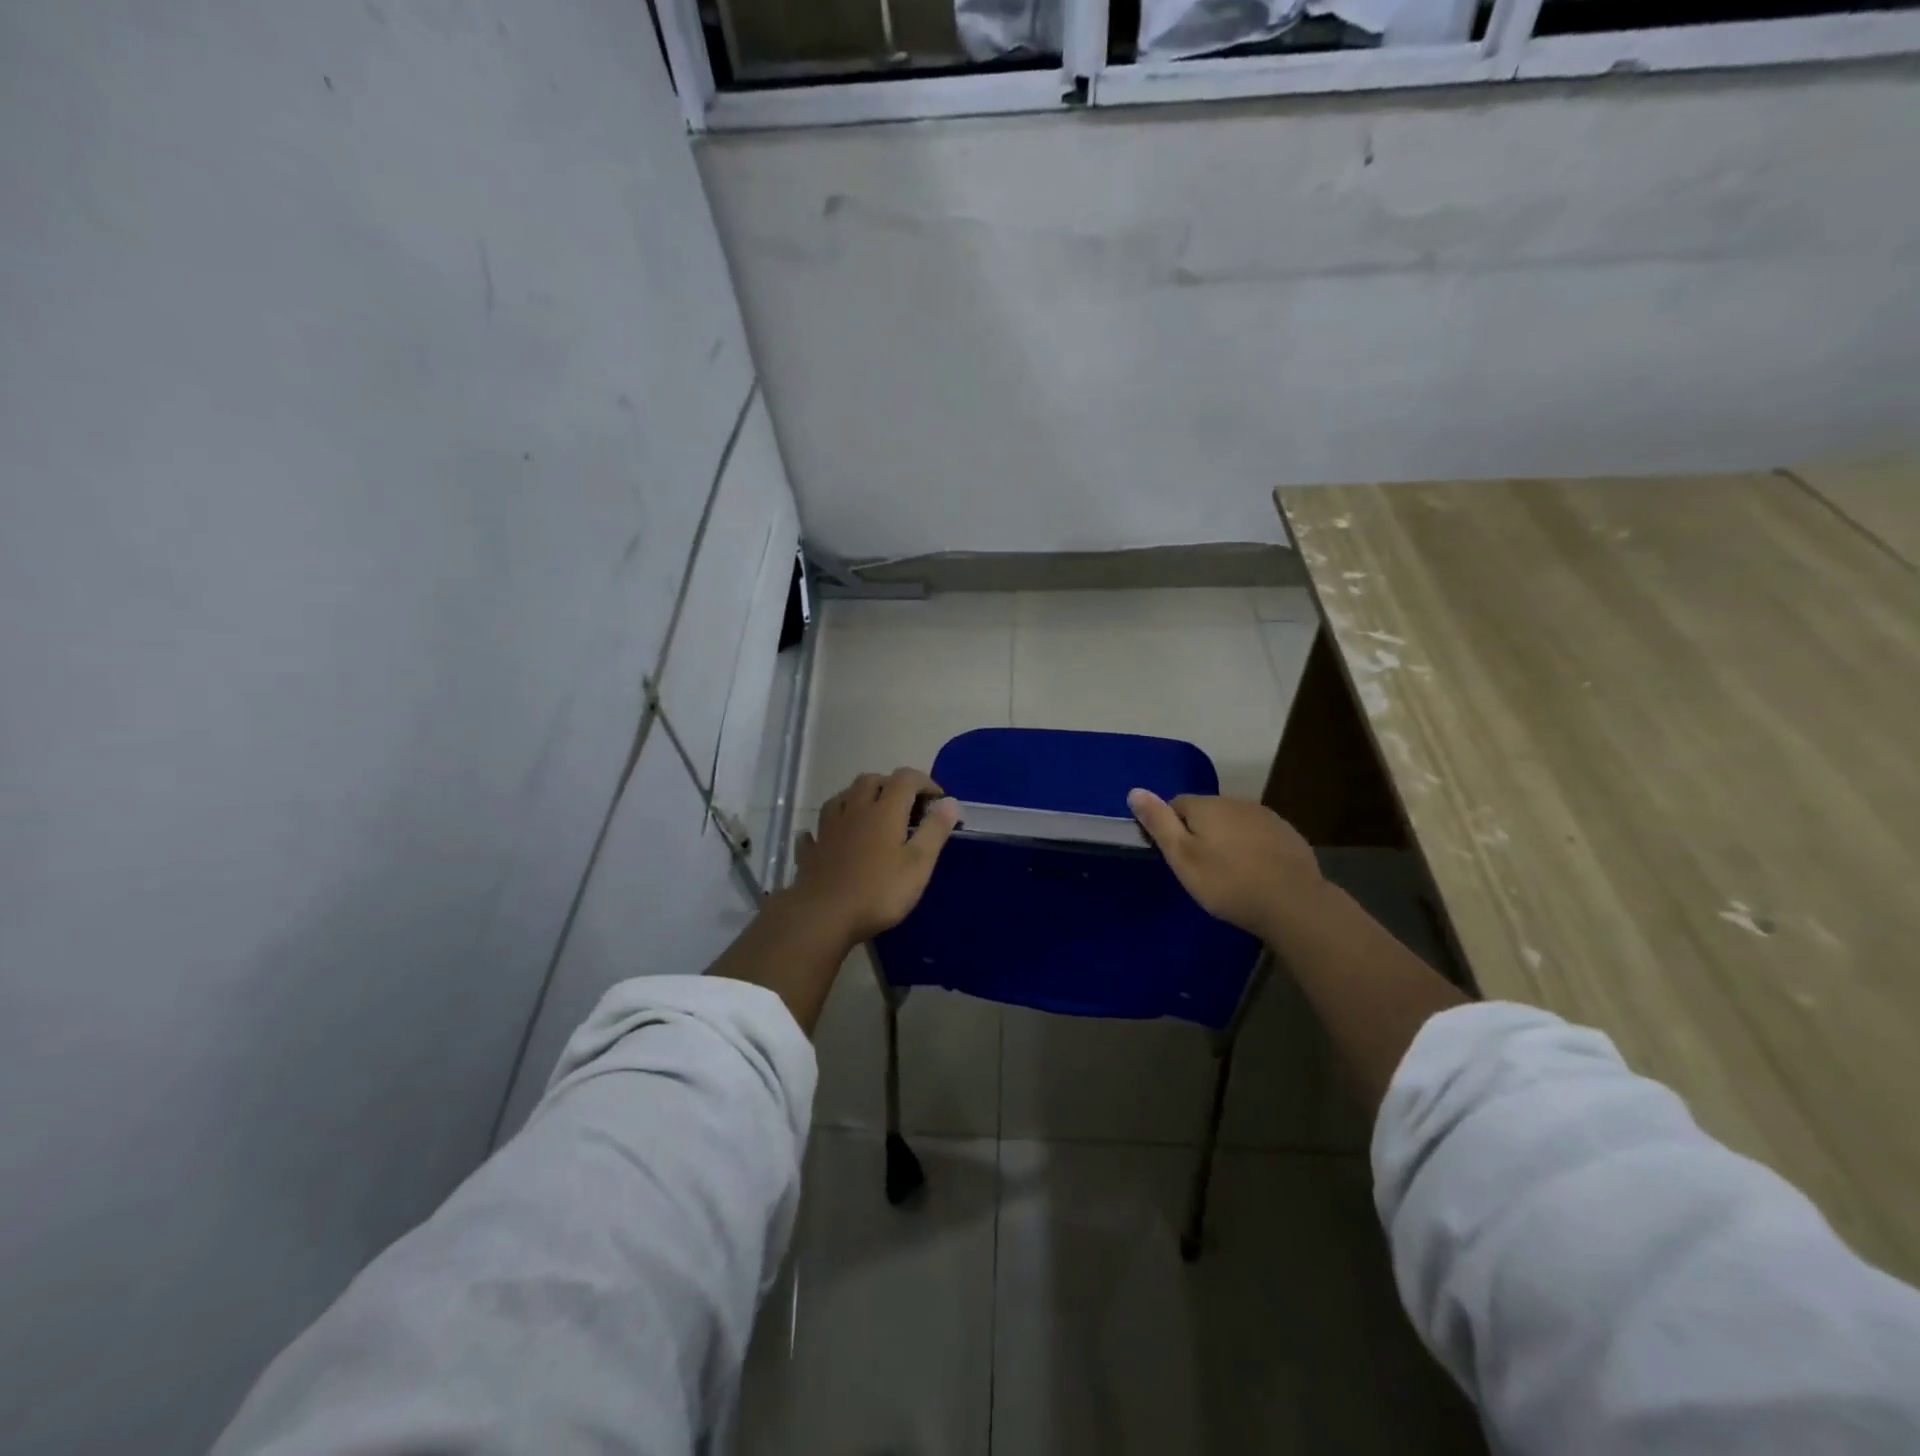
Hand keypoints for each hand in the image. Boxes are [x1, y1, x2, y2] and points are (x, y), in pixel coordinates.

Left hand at [784, 768, 958, 946]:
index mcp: (884, 811)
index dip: (924, 782)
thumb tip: (949, 802)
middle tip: (907, 807)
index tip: (938, 802)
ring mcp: (828, 829)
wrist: (822, 916)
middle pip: (870, 780)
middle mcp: (854, 810)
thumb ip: (935, 830)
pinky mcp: (812, 851)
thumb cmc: (879, 891)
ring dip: (858, 798)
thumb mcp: (918, 864)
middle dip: (891, 785)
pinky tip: (830, 836)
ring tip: (871, 814)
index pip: (905, 778)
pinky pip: (817, 829)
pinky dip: (828, 828)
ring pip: (842, 798)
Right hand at [1127, 790, 1323, 941]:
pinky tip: (1256, 873)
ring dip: (1227, 839)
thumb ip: (1159, 822)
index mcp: (1206, 806)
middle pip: (1207, 812)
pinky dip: (1252, 848)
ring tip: (1229, 872)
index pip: (1176, 805)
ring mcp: (1266, 816)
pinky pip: (1258, 835)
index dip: (1171, 829)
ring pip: (1234, 822)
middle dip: (1200, 832)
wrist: (1293, 903)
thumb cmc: (1227, 882)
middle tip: (1201, 868)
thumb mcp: (1183, 857)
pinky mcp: (1287, 834)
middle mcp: (1236, 802)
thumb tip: (1134, 790)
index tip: (1176, 856)